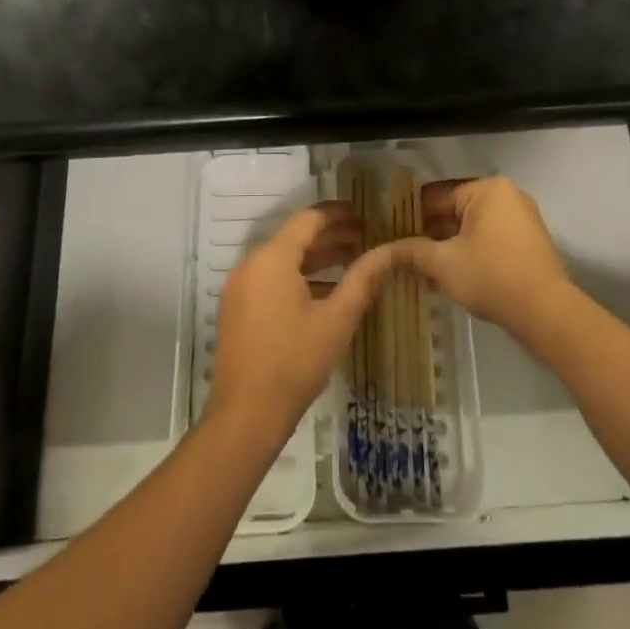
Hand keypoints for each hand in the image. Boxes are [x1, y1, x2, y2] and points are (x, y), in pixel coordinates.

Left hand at [209, 202, 404, 436]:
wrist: (246, 415)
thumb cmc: (295, 362)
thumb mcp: (337, 319)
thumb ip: (364, 279)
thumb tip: (391, 251)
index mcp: (272, 258)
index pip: (308, 219)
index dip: (337, 213)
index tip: (364, 214)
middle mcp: (251, 264)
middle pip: (294, 237)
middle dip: (331, 236)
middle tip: (365, 238)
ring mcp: (240, 287)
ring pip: (283, 259)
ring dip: (316, 257)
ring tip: (352, 261)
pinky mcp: (238, 308)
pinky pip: (271, 278)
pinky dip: (298, 276)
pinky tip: (326, 291)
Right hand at [404, 177, 573, 339]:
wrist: (547, 313)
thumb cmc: (491, 277)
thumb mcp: (443, 263)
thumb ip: (411, 251)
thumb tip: (383, 251)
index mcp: (486, 189)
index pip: (436, 195)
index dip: (410, 215)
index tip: (391, 233)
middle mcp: (507, 195)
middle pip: (455, 209)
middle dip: (430, 231)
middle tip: (404, 252)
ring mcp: (522, 218)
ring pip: (472, 226)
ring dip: (449, 244)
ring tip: (422, 266)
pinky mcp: (529, 241)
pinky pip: (490, 238)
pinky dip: (470, 250)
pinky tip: (451, 273)